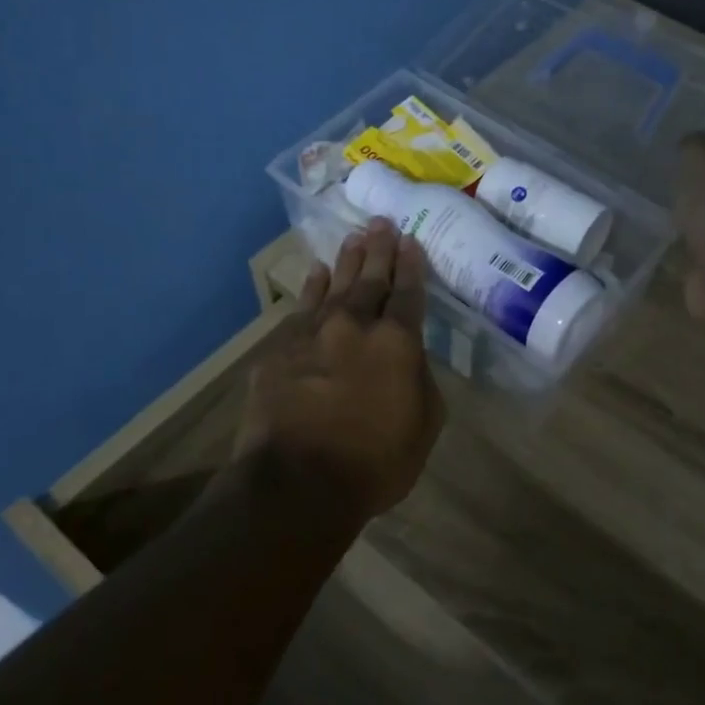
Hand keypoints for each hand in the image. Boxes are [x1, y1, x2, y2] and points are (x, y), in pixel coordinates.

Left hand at [235, 219, 445, 519]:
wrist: (297, 482)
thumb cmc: (374, 462)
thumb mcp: (423, 426)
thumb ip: (422, 382)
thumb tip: (410, 358)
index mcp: (398, 343)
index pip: (409, 294)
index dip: (412, 266)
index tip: (411, 241)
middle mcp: (357, 325)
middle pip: (372, 279)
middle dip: (380, 249)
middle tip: (383, 223)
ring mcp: (314, 333)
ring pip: (335, 285)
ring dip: (347, 260)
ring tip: (354, 237)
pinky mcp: (281, 348)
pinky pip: (302, 307)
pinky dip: (312, 288)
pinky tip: (316, 273)